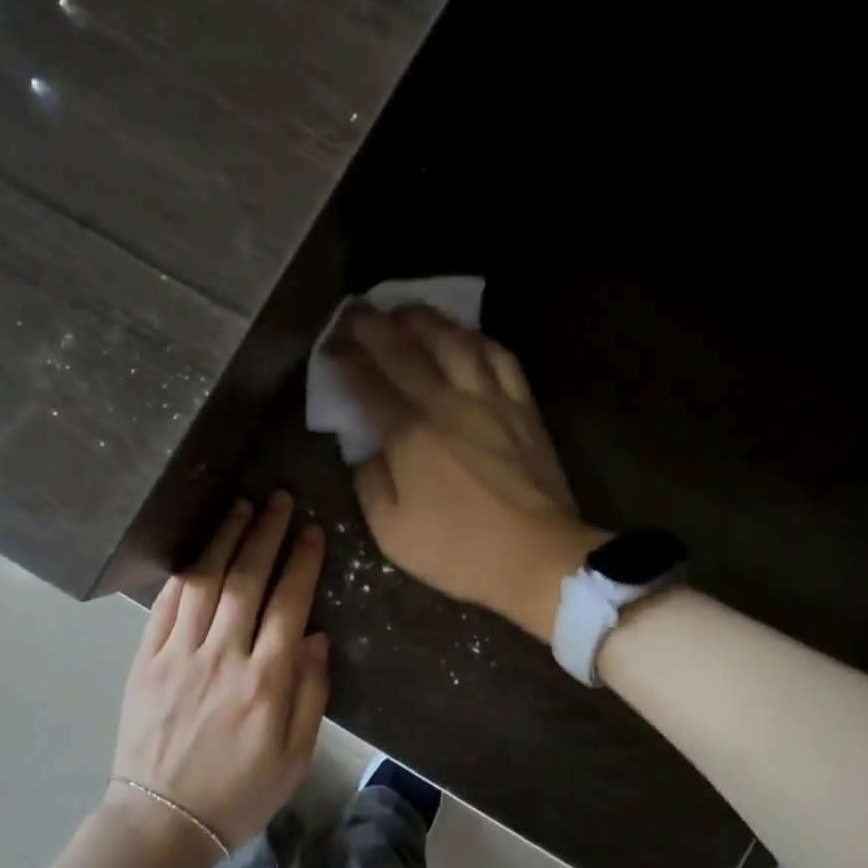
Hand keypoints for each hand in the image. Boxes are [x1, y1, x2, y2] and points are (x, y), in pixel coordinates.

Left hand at [111, 492, 329, 859]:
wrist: (163, 821)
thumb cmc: (239, 792)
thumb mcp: (295, 756)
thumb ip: (310, 693)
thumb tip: (315, 636)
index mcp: (266, 682)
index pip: (289, 603)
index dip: (302, 560)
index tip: (311, 530)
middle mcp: (224, 656)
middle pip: (247, 579)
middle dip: (266, 533)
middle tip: (278, 499)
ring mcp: (180, 654)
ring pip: (206, 581)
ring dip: (226, 539)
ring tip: (242, 507)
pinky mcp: (147, 659)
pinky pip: (167, 604)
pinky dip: (185, 571)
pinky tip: (200, 550)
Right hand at [332, 305, 606, 644]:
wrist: (538, 558)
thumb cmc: (459, 550)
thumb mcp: (391, 532)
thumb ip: (370, 483)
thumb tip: (366, 449)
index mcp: (409, 436)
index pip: (368, 383)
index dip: (344, 359)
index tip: (330, 346)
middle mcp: (447, 404)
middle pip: (405, 350)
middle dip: (373, 325)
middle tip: (354, 311)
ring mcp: (490, 400)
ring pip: (454, 341)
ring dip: (424, 319)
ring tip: (404, 309)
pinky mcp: (523, 407)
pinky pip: (500, 357)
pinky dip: (477, 338)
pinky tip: (464, 334)